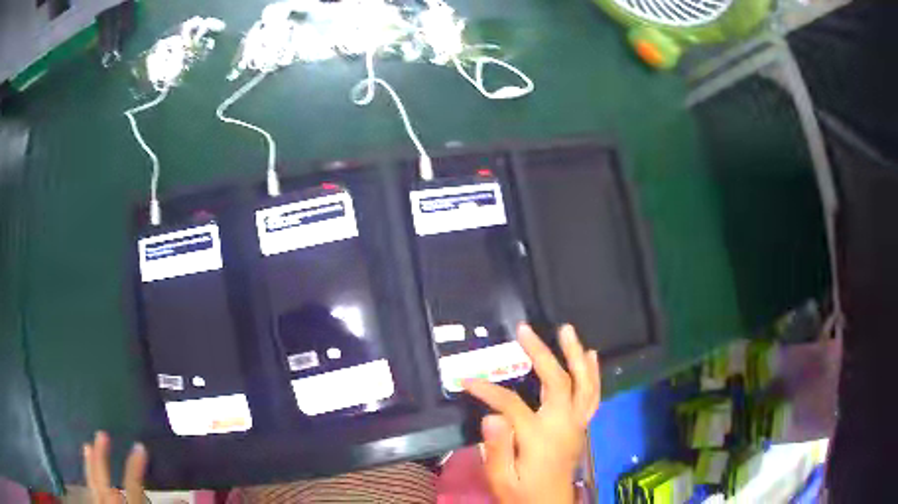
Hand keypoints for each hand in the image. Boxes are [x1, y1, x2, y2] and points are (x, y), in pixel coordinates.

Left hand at [83, 431, 147, 502]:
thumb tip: (180, 496)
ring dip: (90, 464)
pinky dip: (88, 478)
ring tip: (87, 445)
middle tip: (101, 433)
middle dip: (102, 457)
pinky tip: (86, 470)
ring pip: (92, 483)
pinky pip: (89, 490)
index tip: (139, 445)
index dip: (135, 466)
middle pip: (104, 479)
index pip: (132, 486)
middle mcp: (110, 503)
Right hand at [463, 324, 600, 503]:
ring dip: (576, 355)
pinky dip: (593, 374)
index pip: (511, 404)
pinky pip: (592, 396)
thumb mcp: (500, 479)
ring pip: (583, 384)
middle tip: (525, 330)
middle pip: (558, 382)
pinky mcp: (581, 427)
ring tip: (567, 331)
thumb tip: (492, 415)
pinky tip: (591, 356)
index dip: (488, 390)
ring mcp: (576, 424)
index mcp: (539, 437)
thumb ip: (497, 449)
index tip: (466, 381)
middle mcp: (563, 425)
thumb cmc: (521, 493)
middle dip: (542, 353)